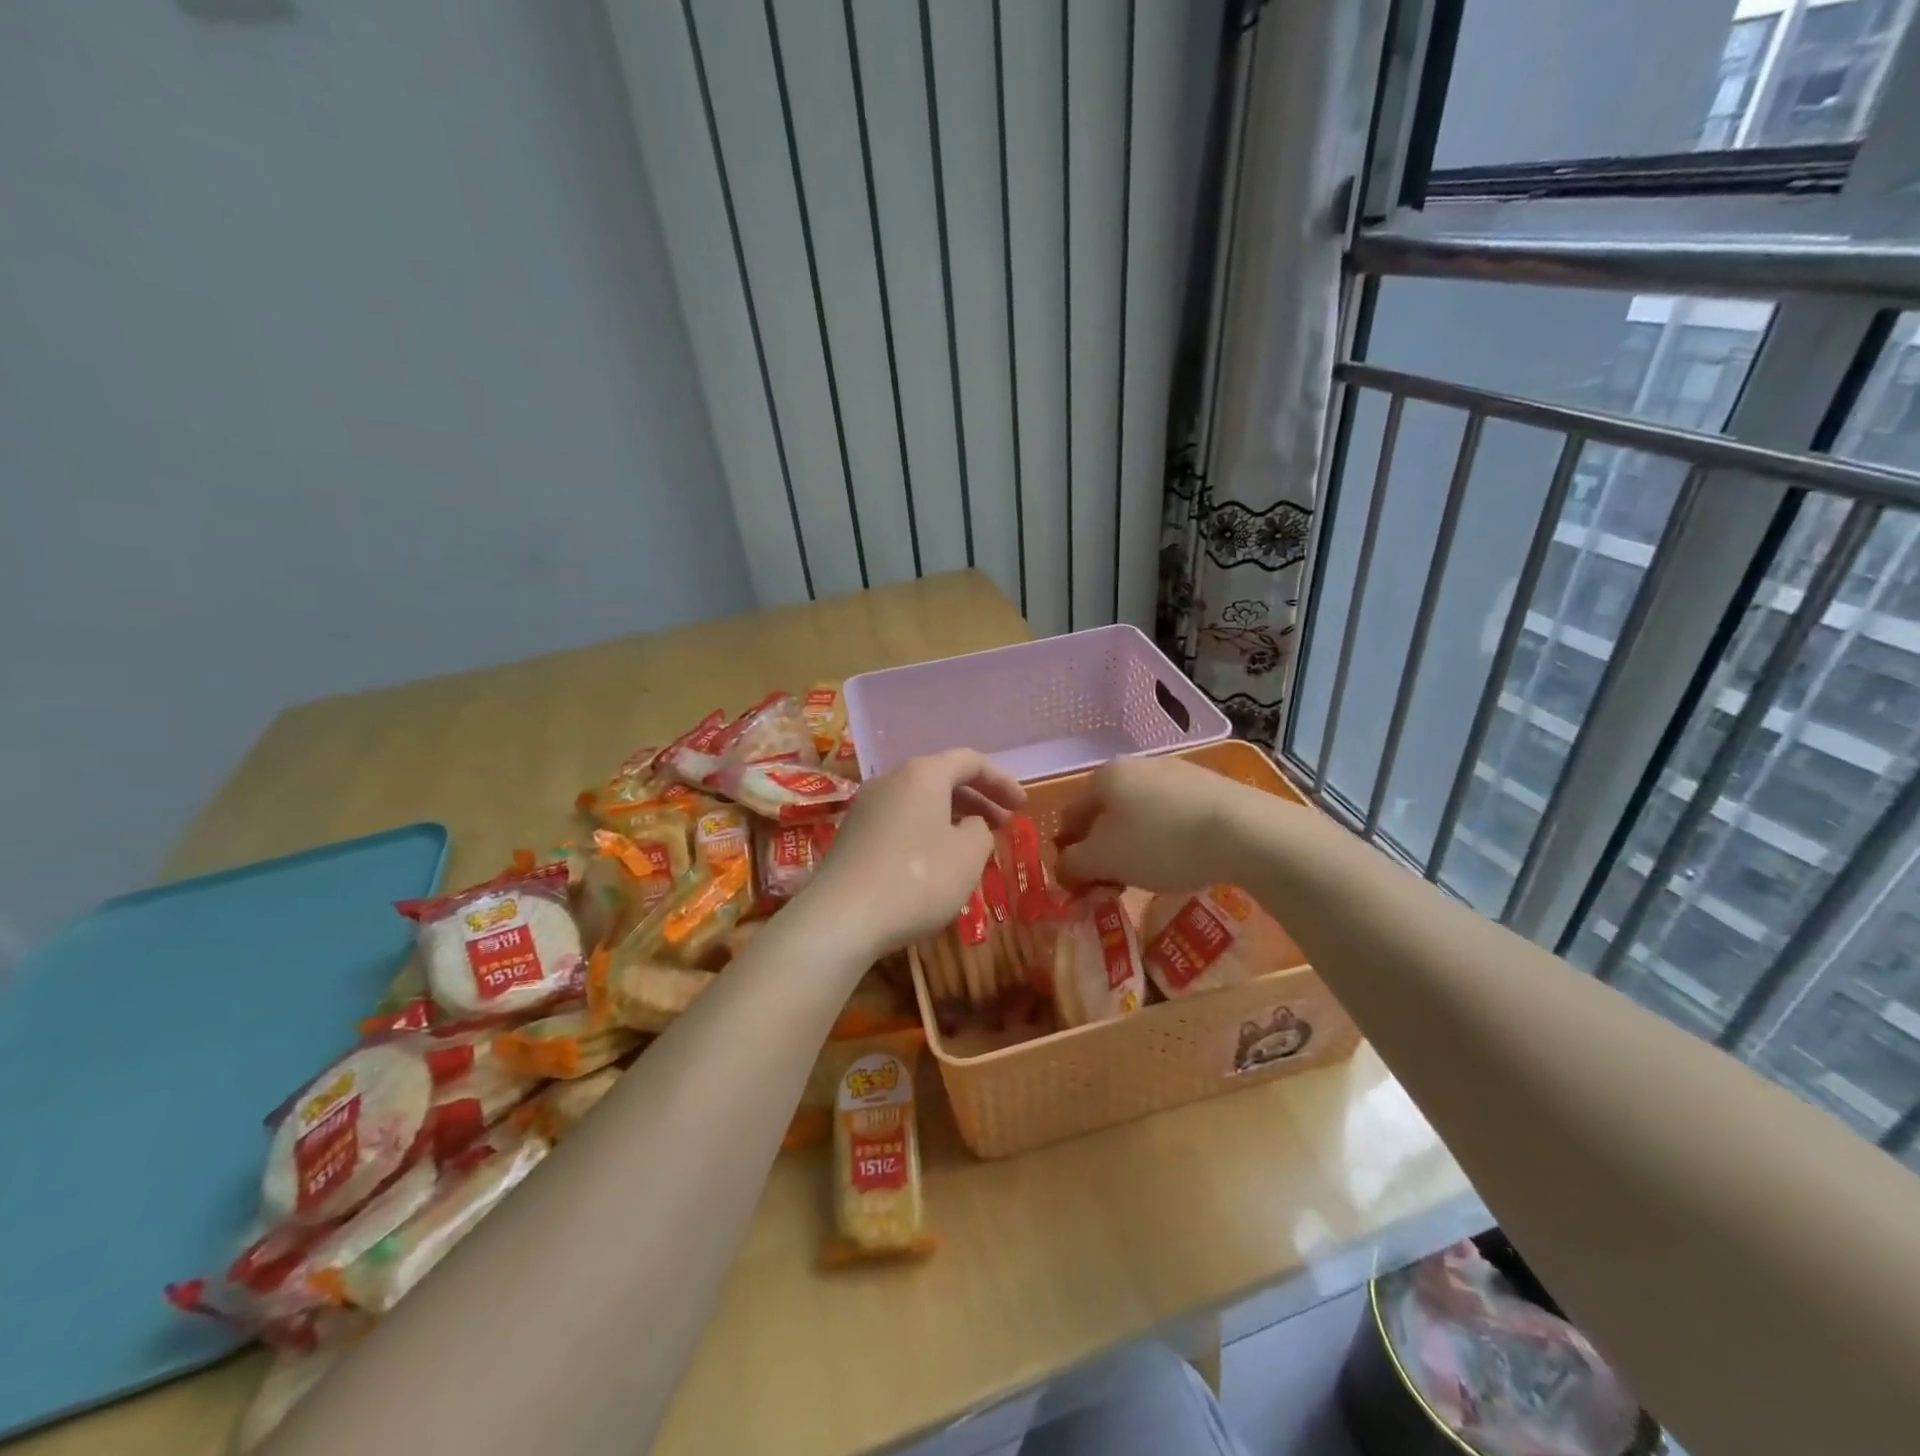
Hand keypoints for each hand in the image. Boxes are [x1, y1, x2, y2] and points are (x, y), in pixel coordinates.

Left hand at [803, 750, 1026, 958]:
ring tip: (973, 844)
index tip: (1024, 806)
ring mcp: (867, 806)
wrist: (841, 918)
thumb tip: (968, 825)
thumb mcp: (968, 856)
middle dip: (978, 799)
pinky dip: (926, 830)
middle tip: (1003, 824)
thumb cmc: (917, 879)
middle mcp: (891, 779)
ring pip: (920, 800)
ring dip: (952, 816)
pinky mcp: (853, 834)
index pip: (970, 761)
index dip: (1001, 781)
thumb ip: (980, 831)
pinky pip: (900, 820)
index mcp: (923, 774)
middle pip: (942, 778)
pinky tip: (936, 860)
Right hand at [1055, 754, 1256, 893]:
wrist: (1245, 831)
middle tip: (1113, 884)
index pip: (1070, 816)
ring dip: (1133, 845)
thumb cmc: (1161, 843)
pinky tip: (1181, 859)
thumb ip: (1073, 864)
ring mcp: (1174, 772)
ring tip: (1149, 875)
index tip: (1080, 884)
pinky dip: (1165, 838)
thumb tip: (1062, 868)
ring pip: (1138, 813)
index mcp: (1104, 777)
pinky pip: (1171, 815)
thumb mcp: (1105, 860)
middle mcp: (1135, 765)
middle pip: (1105, 813)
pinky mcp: (1208, 786)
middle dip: (1102, 850)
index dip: (1067, 852)